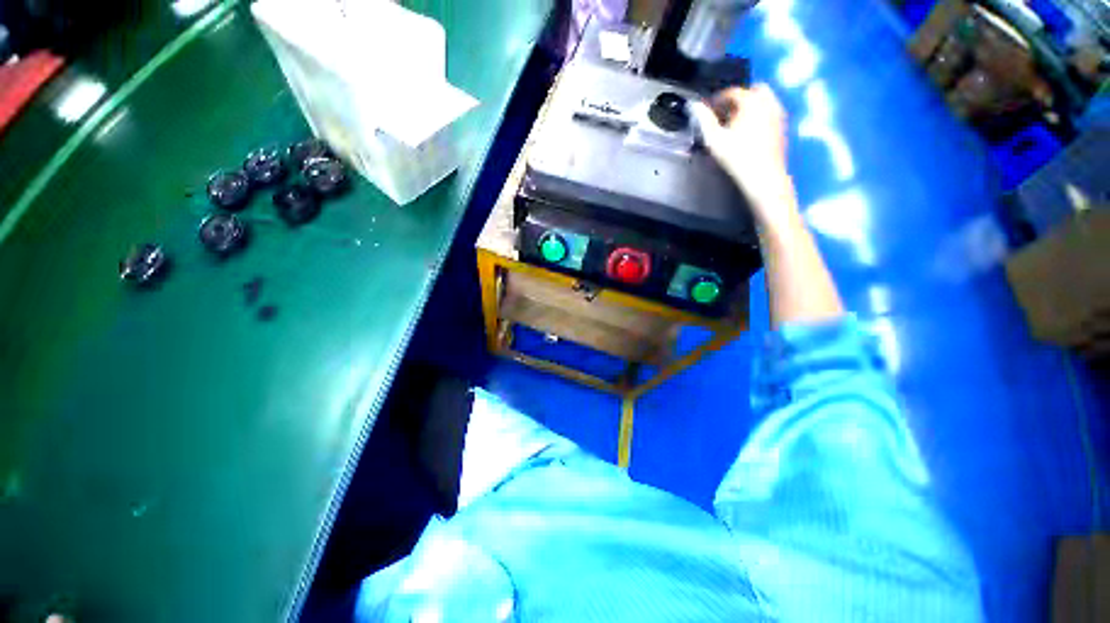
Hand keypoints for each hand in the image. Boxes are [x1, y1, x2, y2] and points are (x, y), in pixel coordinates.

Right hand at [690, 85, 795, 226]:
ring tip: (735, 123)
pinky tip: (749, 131)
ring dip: (749, 106)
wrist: (763, 175)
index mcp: (750, 102)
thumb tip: (693, 105)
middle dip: (736, 100)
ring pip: (763, 100)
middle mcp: (767, 102)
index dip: (717, 100)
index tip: (707, 111)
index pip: (731, 92)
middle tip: (724, 115)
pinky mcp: (782, 125)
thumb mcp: (715, 139)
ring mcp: (777, 113)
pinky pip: (769, 111)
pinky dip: (759, 115)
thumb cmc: (737, 157)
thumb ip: (704, 120)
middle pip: (751, 91)